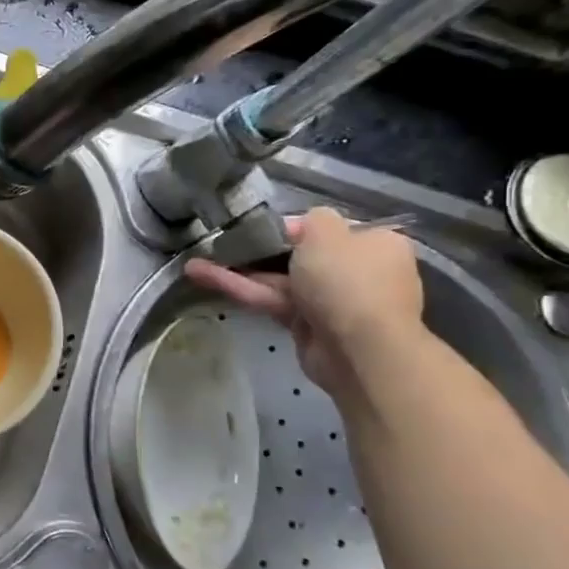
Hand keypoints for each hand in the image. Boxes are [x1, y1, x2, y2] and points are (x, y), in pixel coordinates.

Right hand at [182, 207, 424, 396]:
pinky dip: (240, 289)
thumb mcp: (327, 232)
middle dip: (257, 251)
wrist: (359, 349)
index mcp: (373, 244)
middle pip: (297, 255)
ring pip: (278, 280)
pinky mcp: (305, 325)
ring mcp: (330, 301)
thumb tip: (301, 225)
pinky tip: (201, 276)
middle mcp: (355, 271)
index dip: (287, 227)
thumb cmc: (347, 280)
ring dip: (238, 270)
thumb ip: (311, 219)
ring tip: (195, 262)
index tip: (255, 228)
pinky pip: (270, 300)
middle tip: (220, 244)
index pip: (324, 229)